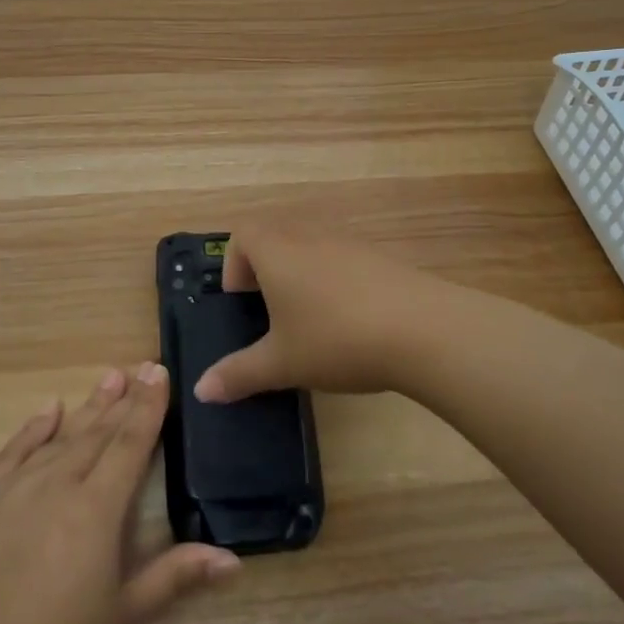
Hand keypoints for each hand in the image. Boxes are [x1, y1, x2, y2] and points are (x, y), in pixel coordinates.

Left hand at [0, 362, 238, 623]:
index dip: (148, 407)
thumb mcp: (123, 614)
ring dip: (87, 407)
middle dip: (122, 399)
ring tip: (108, 379)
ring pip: (59, 436)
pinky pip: (11, 452)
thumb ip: (176, 575)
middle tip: (139, 367)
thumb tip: (234, 558)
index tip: (160, 371)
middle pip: (97, 432)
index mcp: (98, 508)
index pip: (131, 443)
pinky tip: (49, 409)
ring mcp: (15, 488)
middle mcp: (58, 483)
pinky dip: (33, 428)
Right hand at [193, 223, 431, 403]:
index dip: (234, 264)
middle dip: (265, 271)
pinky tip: (350, 323)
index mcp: (277, 252)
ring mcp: (348, 243)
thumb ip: (239, 374)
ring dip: (301, 275)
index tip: (244, 304)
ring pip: (310, 247)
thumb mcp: (283, 363)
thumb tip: (201, 390)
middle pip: (275, 236)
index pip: (242, 233)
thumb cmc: (336, 339)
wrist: (422, 329)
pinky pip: (342, 259)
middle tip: (271, 315)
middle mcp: (309, 236)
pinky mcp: (379, 257)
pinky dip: (334, 281)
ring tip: (310, 322)